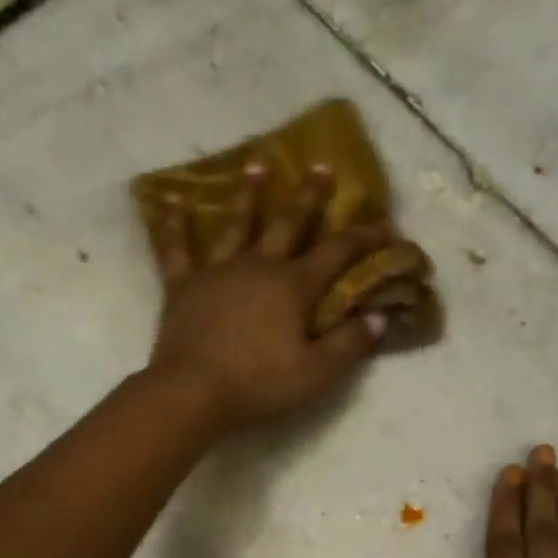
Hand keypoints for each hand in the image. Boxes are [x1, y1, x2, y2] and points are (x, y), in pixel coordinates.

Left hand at [146, 165, 391, 431]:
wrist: (193, 392)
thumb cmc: (259, 385)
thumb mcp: (317, 373)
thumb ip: (350, 344)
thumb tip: (380, 317)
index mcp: (294, 286)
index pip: (337, 252)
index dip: (364, 238)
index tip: (386, 226)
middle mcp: (258, 266)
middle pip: (288, 223)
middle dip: (309, 196)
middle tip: (321, 166)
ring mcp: (217, 271)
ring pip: (235, 223)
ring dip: (248, 194)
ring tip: (256, 166)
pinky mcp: (183, 286)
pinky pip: (176, 247)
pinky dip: (173, 224)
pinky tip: (171, 200)